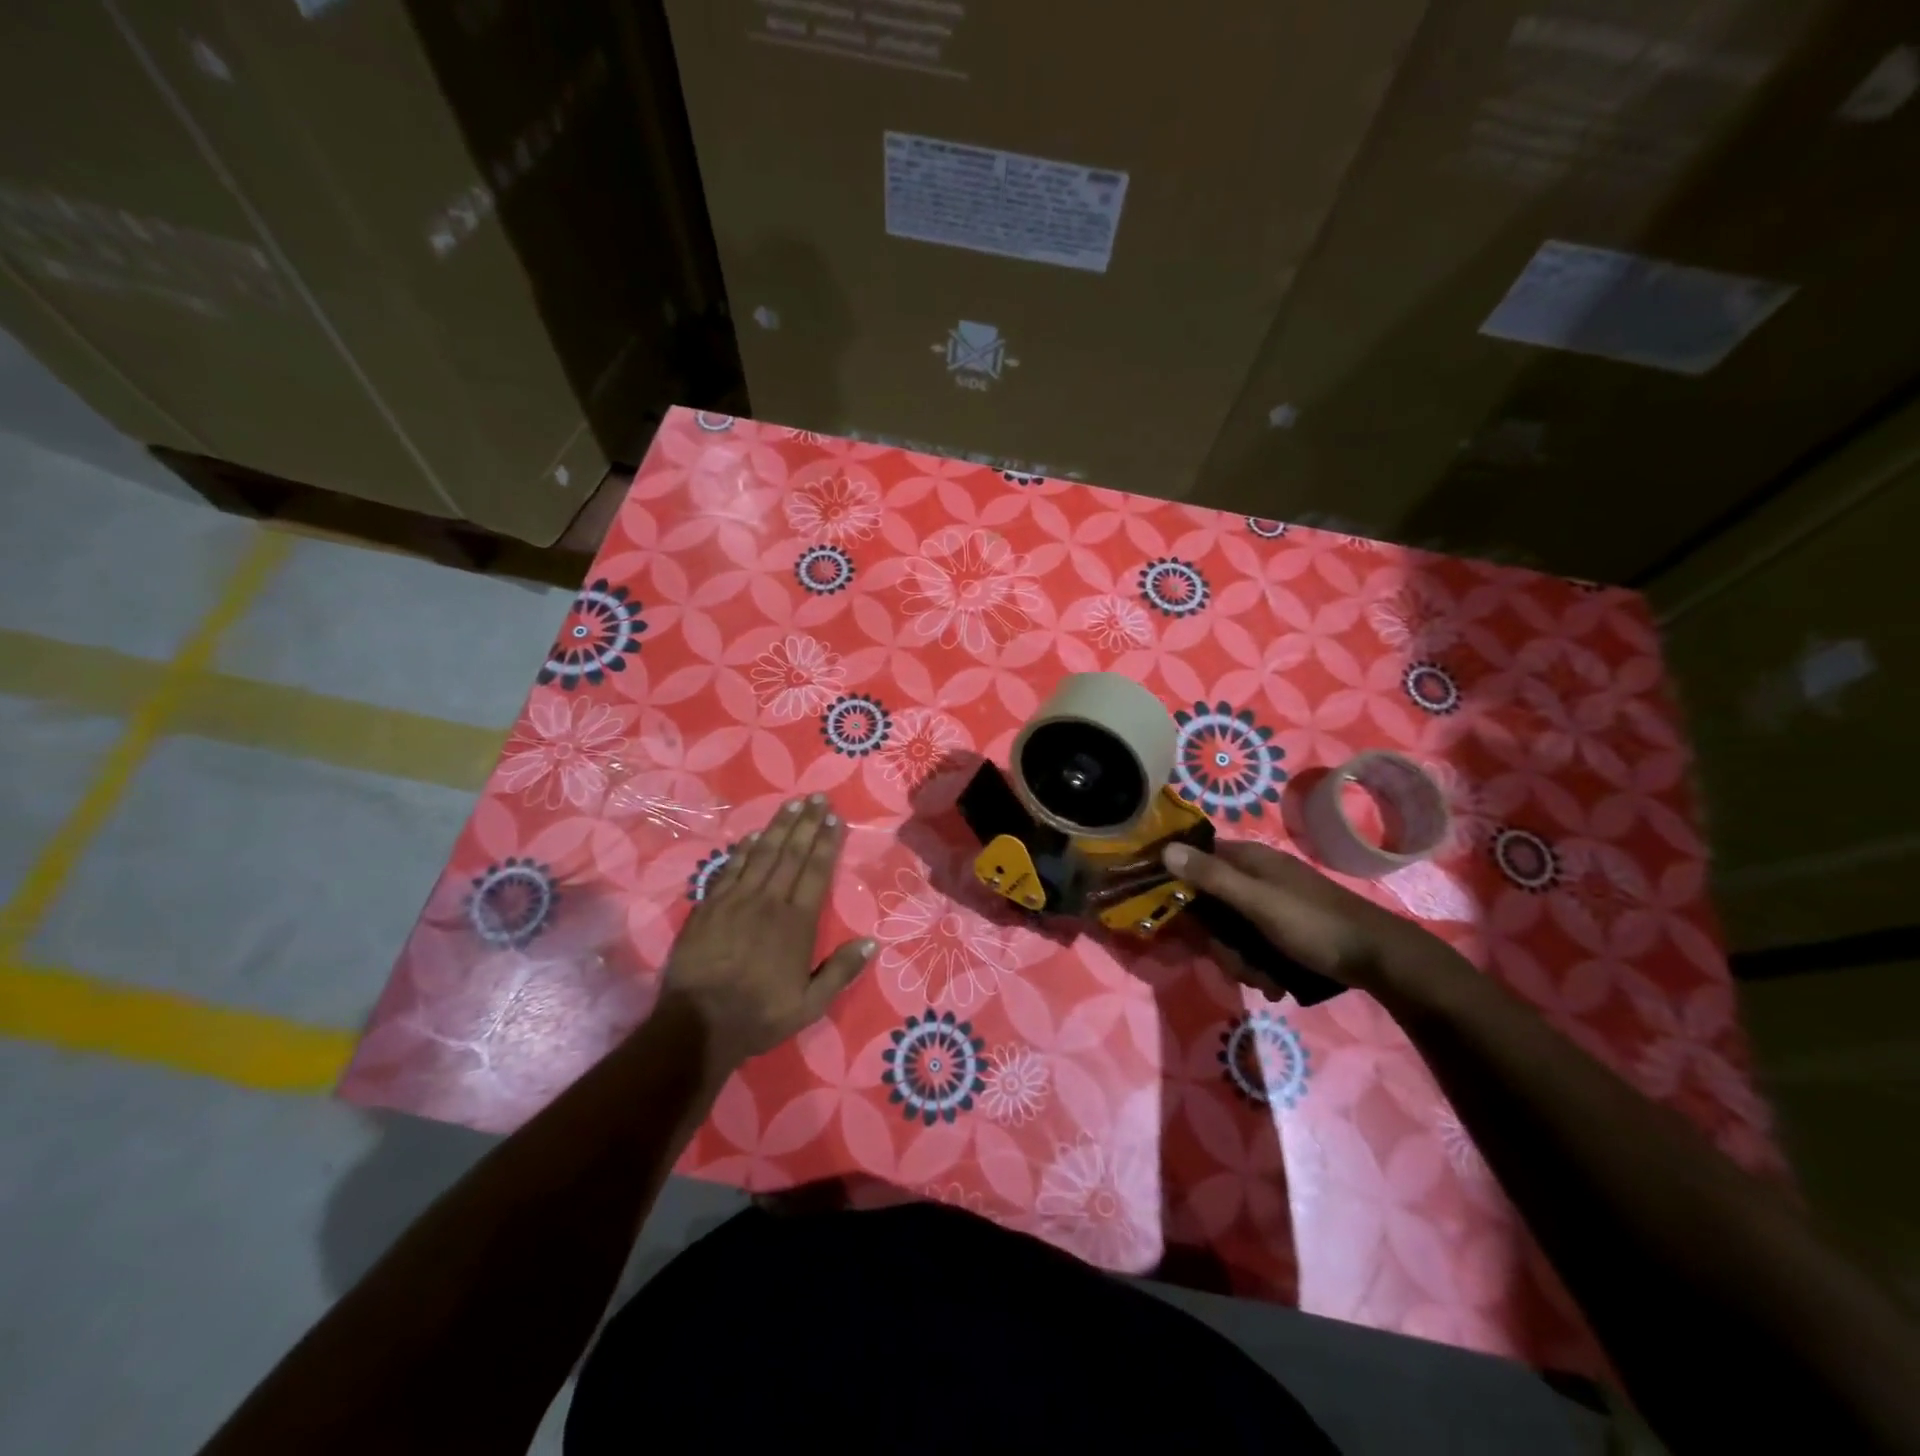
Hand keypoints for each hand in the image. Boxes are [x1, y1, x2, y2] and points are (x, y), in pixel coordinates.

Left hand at [663, 795, 873, 1081]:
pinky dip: (743, 850)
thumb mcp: (810, 1005)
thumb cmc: (759, 1015)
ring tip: (792, 804)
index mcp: (797, 923)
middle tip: (817, 797)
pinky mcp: (709, 907)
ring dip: (778, 827)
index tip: (834, 818)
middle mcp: (769, 902)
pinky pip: (730, 869)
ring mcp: (736, 901)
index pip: (816, 871)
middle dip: (806, 823)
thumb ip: (841, 972)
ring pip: (762, 854)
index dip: (827, 842)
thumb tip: (872, 942)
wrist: (698, 1024)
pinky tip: (753, 836)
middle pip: (791, 854)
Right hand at [1163, 839, 1455, 994]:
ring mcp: (1269, 902)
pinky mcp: (1282, 927)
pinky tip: (1274, 982)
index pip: (1194, 860)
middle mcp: (1254, 875)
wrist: (1379, 959)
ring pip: (1229, 929)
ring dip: (1239, 959)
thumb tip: (1165, 849)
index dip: (1179, 886)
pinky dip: (1257, 964)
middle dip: (1217, 940)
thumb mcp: (1258, 902)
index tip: (1173, 918)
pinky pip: (1251, 943)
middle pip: (1209, 904)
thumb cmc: (1315, 924)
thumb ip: (1212, 877)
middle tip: (1234, 961)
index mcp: (1248, 859)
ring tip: (1263, 978)